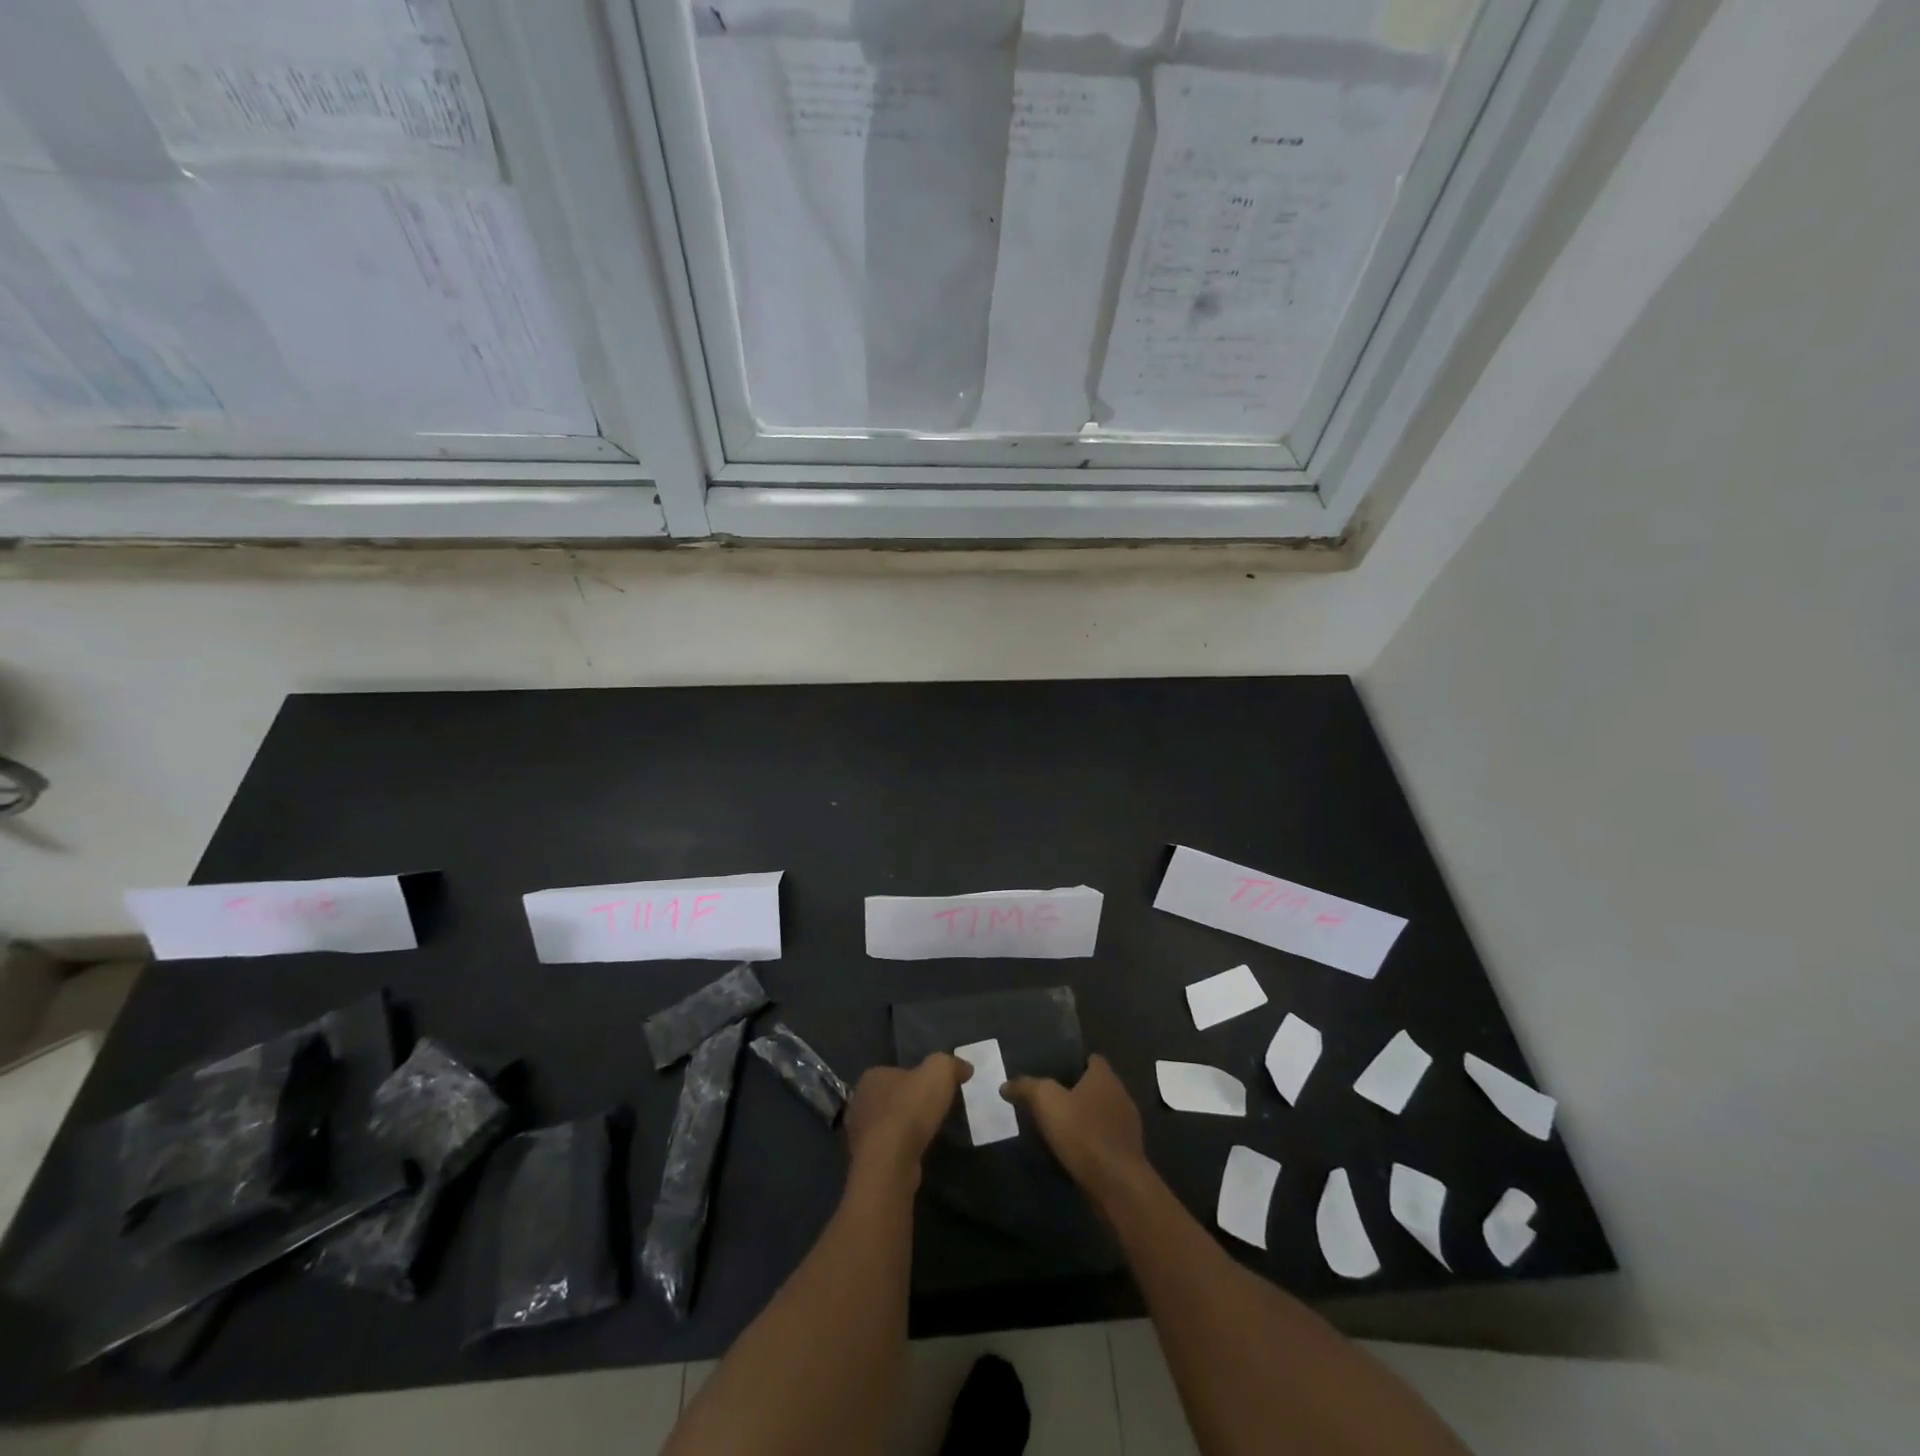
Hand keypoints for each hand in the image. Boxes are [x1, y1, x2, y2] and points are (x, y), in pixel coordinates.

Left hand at [844, 1053, 968, 1181]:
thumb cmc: (910, 1110)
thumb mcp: (939, 1072)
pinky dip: (901, 1150)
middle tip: (934, 1112)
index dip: (917, 1079)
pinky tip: (917, 1154)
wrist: (890, 1163)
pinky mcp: (865, 1162)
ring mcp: (859, 1135)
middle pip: (892, 1098)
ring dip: (905, 1129)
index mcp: (872, 1077)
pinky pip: (888, 1149)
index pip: (897, 1072)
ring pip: (888, 1125)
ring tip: (928, 1135)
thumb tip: (965, 1068)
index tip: (936, 1090)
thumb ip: (951, 1064)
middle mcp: (860, 1102)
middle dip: (910, 1104)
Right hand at [1004, 1054, 1146, 1197]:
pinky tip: (1072, 1152)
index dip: (1072, 1063)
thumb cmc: (1083, 1133)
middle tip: (1048, 1100)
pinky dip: (1090, 1141)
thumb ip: (1027, 1087)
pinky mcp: (1127, 1153)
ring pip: (1100, 1113)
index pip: (1091, 1059)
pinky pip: (1104, 1138)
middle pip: (1095, 1086)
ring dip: (1083, 1119)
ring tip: (1057, 1128)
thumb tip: (1006, 1085)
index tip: (1052, 1072)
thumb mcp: (1047, 1103)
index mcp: (1105, 1076)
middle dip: (1074, 1092)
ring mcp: (1127, 1125)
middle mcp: (1120, 1094)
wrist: (1117, 1184)